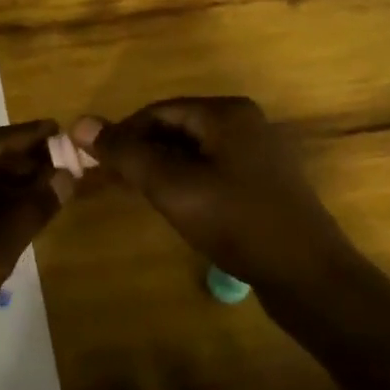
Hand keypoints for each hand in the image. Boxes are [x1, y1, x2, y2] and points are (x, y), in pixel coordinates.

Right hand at [72, 97, 348, 292]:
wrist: (309, 277)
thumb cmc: (237, 223)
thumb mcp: (173, 187)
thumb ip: (126, 154)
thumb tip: (80, 124)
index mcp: (226, 113)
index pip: (158, 111)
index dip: (123, 134)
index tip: (97, 163)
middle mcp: (245, 123)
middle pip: (176, 127)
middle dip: (142, 152)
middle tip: (116, 183)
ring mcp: (258, 153)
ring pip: (194, 151)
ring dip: (163, 169)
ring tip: (140, 197)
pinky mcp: (264, 183)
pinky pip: (213, 170)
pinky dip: (188, 182)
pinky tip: (178, 208)